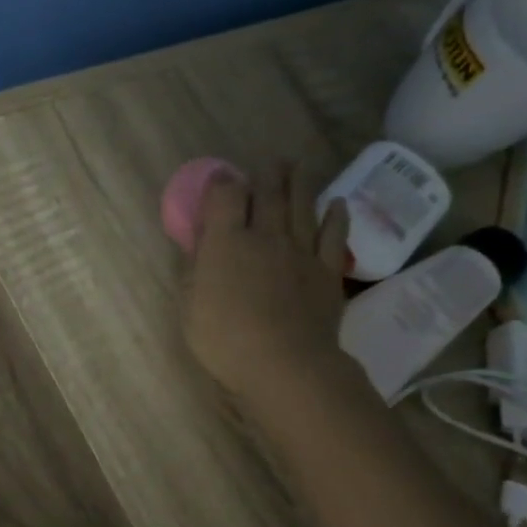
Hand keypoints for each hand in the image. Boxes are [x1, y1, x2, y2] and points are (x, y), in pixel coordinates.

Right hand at [183, 162, 360, 425]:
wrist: (284, 364)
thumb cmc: (224, 339)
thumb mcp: (190, 306)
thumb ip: (195, 269)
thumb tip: (200, 243)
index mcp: (227, 243)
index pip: (225, 197)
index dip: (222, 183)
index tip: (220, 178)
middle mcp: (266, 237)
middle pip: (268, 195)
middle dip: (266, 175)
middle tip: (268, 162)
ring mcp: (301, 252)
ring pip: (302, 206)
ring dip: (299, 183)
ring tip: (297, 166)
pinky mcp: (327, 271)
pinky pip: (333, 235)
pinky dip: (335, 216)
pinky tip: (336, 203)